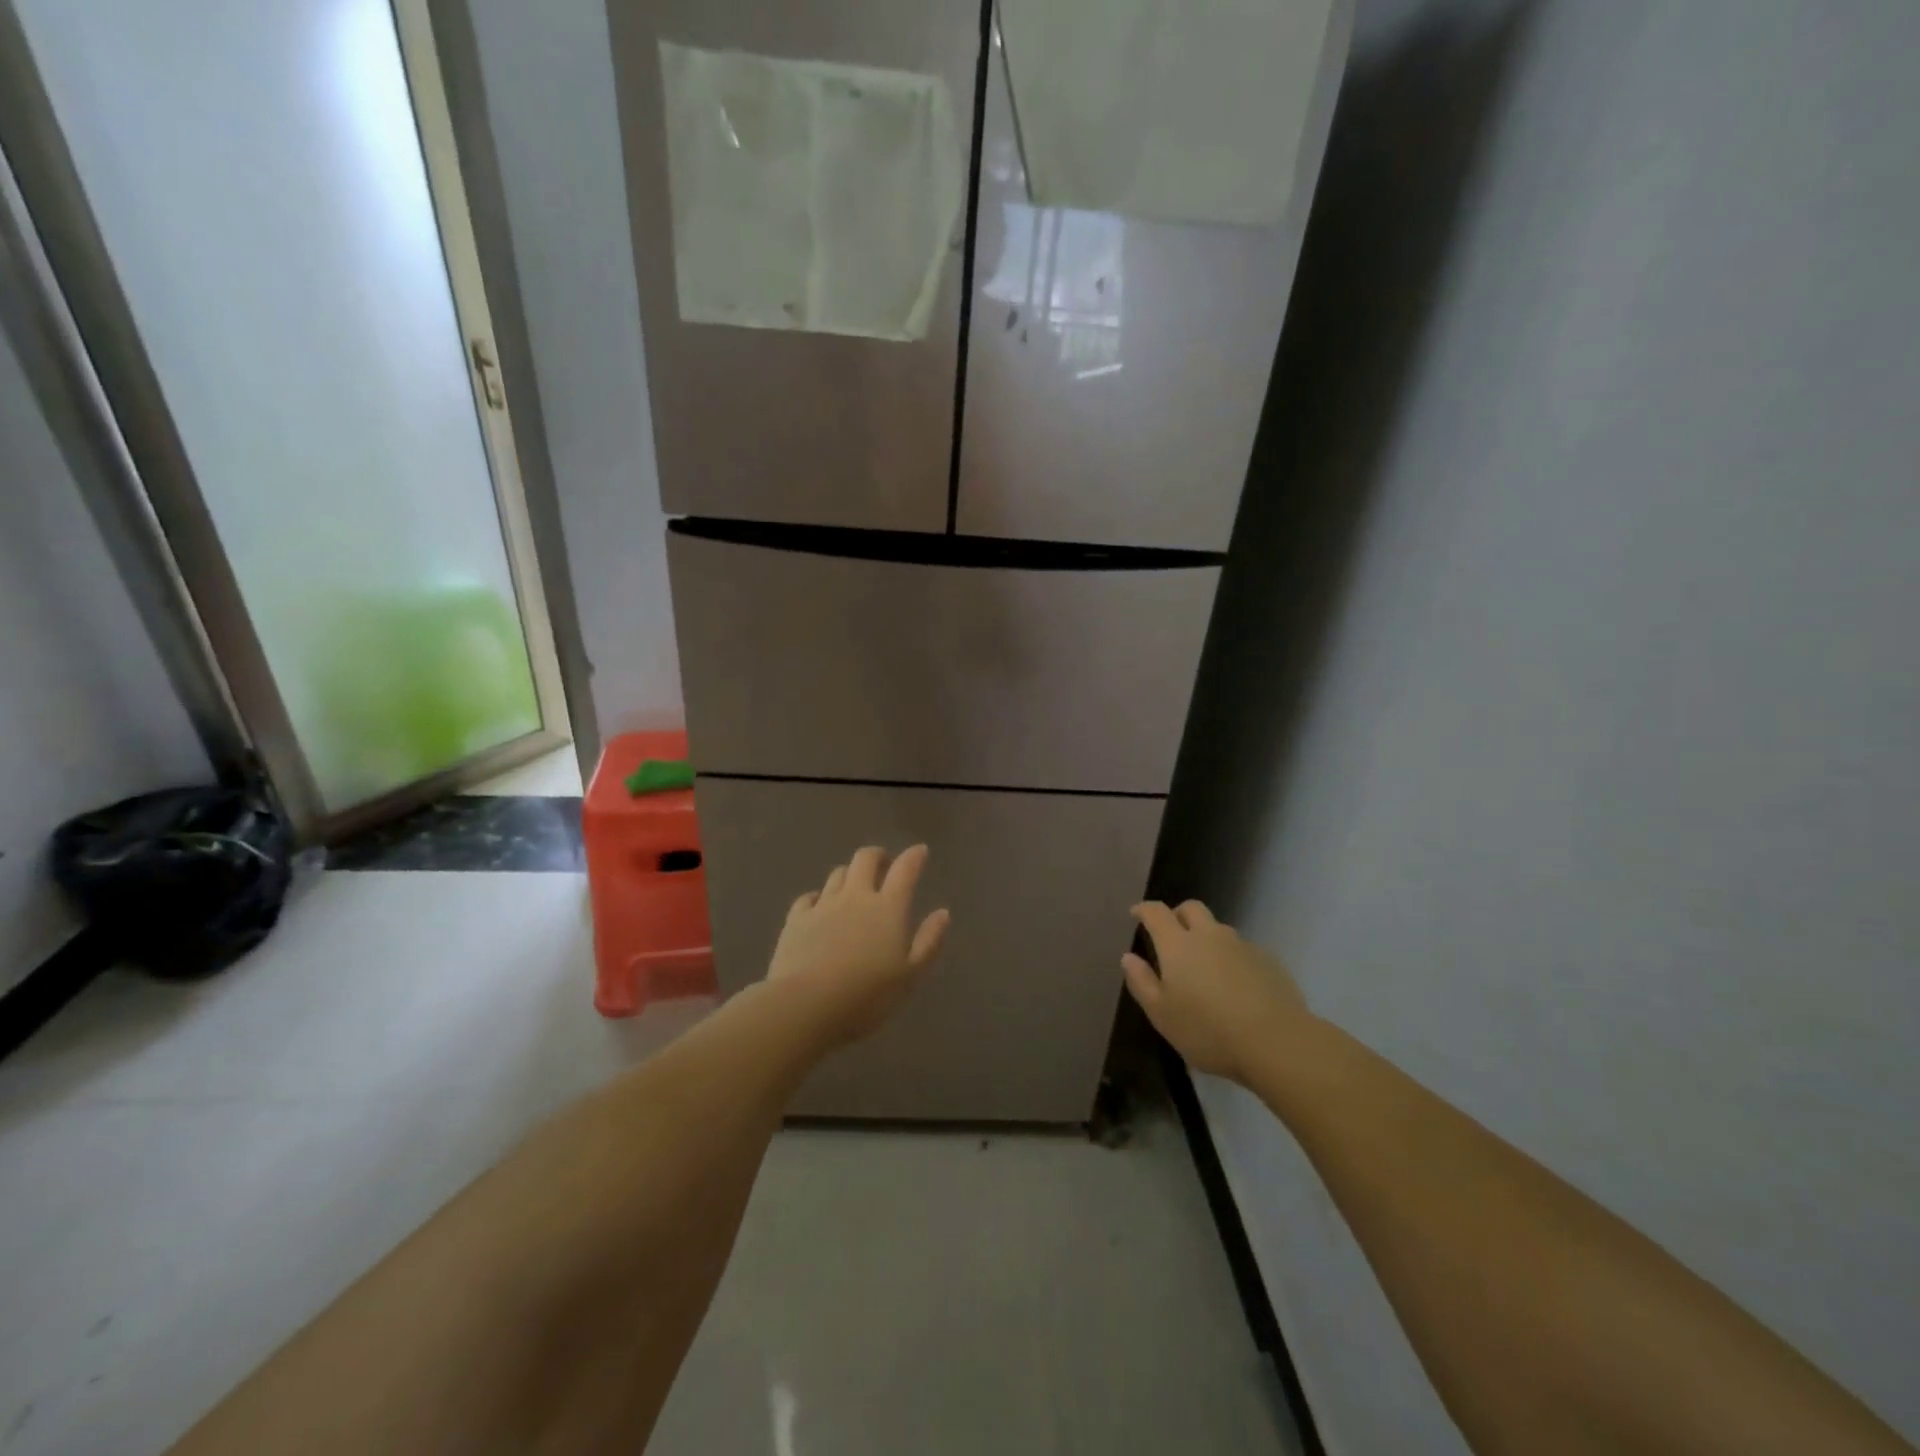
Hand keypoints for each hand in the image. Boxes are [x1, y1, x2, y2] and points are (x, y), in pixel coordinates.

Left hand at [767, 844, 949, 1047]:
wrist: (806, 1005)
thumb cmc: (867, 996)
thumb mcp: (910, 976)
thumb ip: (929, 941)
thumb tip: (943, 913)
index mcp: (888, 908)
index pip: (904, 870)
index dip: (914, 856)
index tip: (920, 851)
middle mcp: (856, 897)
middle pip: (865, 859)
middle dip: (878, 856)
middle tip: (884, 865)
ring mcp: (823, 905)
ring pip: (837, 874)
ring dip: (849, 874)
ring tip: (854, 886)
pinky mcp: (796, 919)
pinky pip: (808, 897)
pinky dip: (818, 896)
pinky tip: (819, 906)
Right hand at [1122, 900, 1312, 1083]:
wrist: (1277, 1042)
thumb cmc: (1208, 1031)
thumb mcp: (1162, 1015)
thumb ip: (1142, 982)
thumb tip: (1129, 957)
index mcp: (1178, 944)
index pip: (1156, 912)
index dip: (1144, 909)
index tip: (1136, 914)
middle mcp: (1209, 935)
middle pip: (1191, 908)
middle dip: (1177, 914)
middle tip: (1171, 935)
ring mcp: (1242, 946)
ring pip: (1219, 929)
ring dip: (1207, 937)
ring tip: (1205, 968)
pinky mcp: (1268, 961)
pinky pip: (1242, 950)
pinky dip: (1232, 958)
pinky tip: (1235, 986)